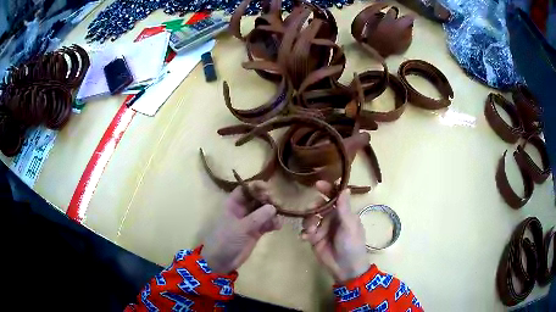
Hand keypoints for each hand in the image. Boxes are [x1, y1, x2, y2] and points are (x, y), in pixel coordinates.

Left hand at [202, 181, 281, 273]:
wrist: (221, 261)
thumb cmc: (225, 240)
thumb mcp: (240, 228)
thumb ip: (257, 217)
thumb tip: (273, 207)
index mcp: (233, 204)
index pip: (245, 189)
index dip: (256, 186)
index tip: (268, 189)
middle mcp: (242, 210)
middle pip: (257, 198)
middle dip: (267, 199)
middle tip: (277, 203)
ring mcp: (250, 221)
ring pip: (264, 210)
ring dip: (273, 212)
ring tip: (278, 218)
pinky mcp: (256, 231)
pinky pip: (267, 223)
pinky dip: (273, 223)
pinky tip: (278, 226)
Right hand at [301, 181, 369, 282]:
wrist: (346, 268)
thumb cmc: (352, 244)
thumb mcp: (350, 225)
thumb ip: (344, 208)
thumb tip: (344, 188)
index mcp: (343, 213)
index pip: (334, 197)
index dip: (327, 189)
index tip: (317, 184)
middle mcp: (331, 219)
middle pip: (318, 206)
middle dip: (313, 208)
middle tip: (312, 213)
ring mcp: (322, 229)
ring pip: (309, 218)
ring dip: (308, 222)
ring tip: (311, 232)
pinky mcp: (314, 240)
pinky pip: (305, 232)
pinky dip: (303, 233)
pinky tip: (305, 238)